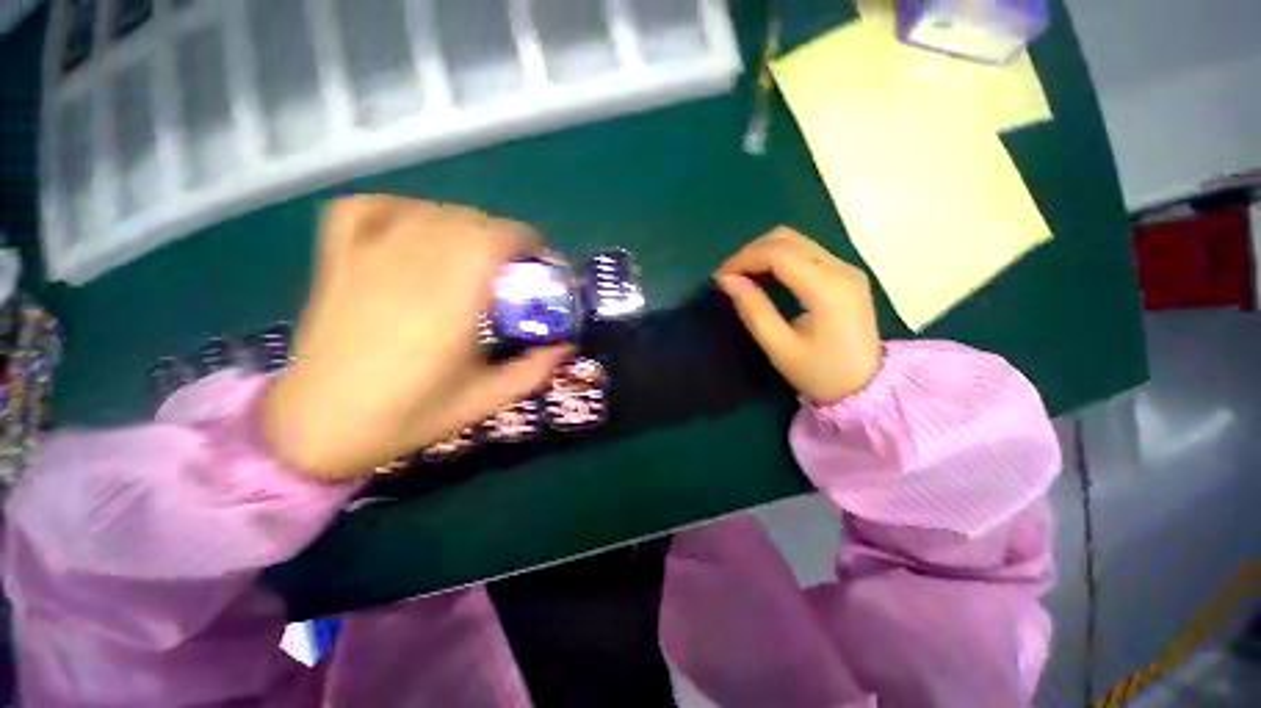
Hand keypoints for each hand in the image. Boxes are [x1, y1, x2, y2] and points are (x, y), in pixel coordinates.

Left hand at [262, 197, 570, 481]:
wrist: (321, 427)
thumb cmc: (410, 416)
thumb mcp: (486, 401)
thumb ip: (534, 371)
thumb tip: (568, 347)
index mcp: (450, 303)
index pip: (493, 239)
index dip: (525, 239)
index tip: (539, 259)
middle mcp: (410, 269)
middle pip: (466, 220)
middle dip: (501, 236)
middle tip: (512, 267)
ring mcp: (366, 259)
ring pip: (427, 212)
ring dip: (463, 224)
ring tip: (473, 253)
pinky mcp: (337, 261)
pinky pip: (366, 209)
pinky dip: (399, 208)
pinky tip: (414, 228)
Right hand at [715, 227, 881, 403]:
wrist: (867, 387)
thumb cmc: (820, 374)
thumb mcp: (780, 348)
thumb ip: (754, 310)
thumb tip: (727, 281)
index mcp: (827, 289)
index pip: (778, 253)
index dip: (743, 259)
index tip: (720, 278)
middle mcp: (841, 269)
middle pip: (787, 239)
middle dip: (751, 252)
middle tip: (729, 277)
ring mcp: (846, 268)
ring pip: (795, 241)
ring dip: (763, 253)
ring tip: (742, 276)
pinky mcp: (845, 274)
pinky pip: (805, 252)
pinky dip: (778, 258)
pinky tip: (764, 277)